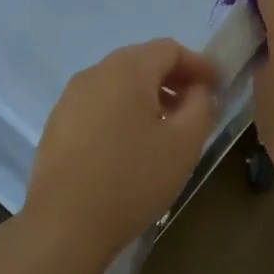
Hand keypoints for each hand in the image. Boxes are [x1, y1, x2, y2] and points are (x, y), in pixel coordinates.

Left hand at [20, 38, 220, 271]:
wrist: (64, 225)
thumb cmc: (133, 179)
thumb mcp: (185, 143)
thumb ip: (201, 105)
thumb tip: (197, 90)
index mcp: (127, 69)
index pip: (169, 48)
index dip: (198, 64)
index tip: (216, 88)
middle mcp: (95, 72)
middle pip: (142, 61)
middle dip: (173, 78)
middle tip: (194, 106)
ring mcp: (71, 97)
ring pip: (119, 82)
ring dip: (147, 95)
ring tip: (164, 128)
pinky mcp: (57, 122)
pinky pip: (99, 103)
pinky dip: (122, 111)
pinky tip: (130, 145)